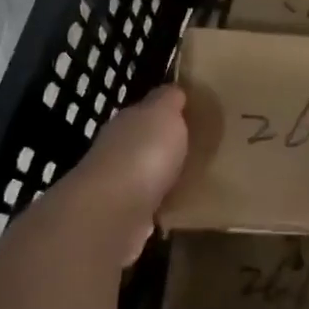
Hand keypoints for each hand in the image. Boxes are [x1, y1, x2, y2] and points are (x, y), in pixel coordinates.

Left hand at [50, 85, 188, 265]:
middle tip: (195, 148)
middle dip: (163, 145)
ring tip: (190, 178)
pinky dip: (158, 205)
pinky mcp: (122, 218)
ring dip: (160, 177)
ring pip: (144, 175)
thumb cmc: (143, 153)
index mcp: (127, 122)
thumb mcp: (163, 114)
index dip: (167, 112)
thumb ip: (168, 101)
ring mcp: (116, 186)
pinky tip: (175, 206)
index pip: (146, 111)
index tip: (190, 115)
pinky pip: (147, 206)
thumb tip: (175, 90)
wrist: (113, 211)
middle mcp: (116, 150)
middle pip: (142, 143)